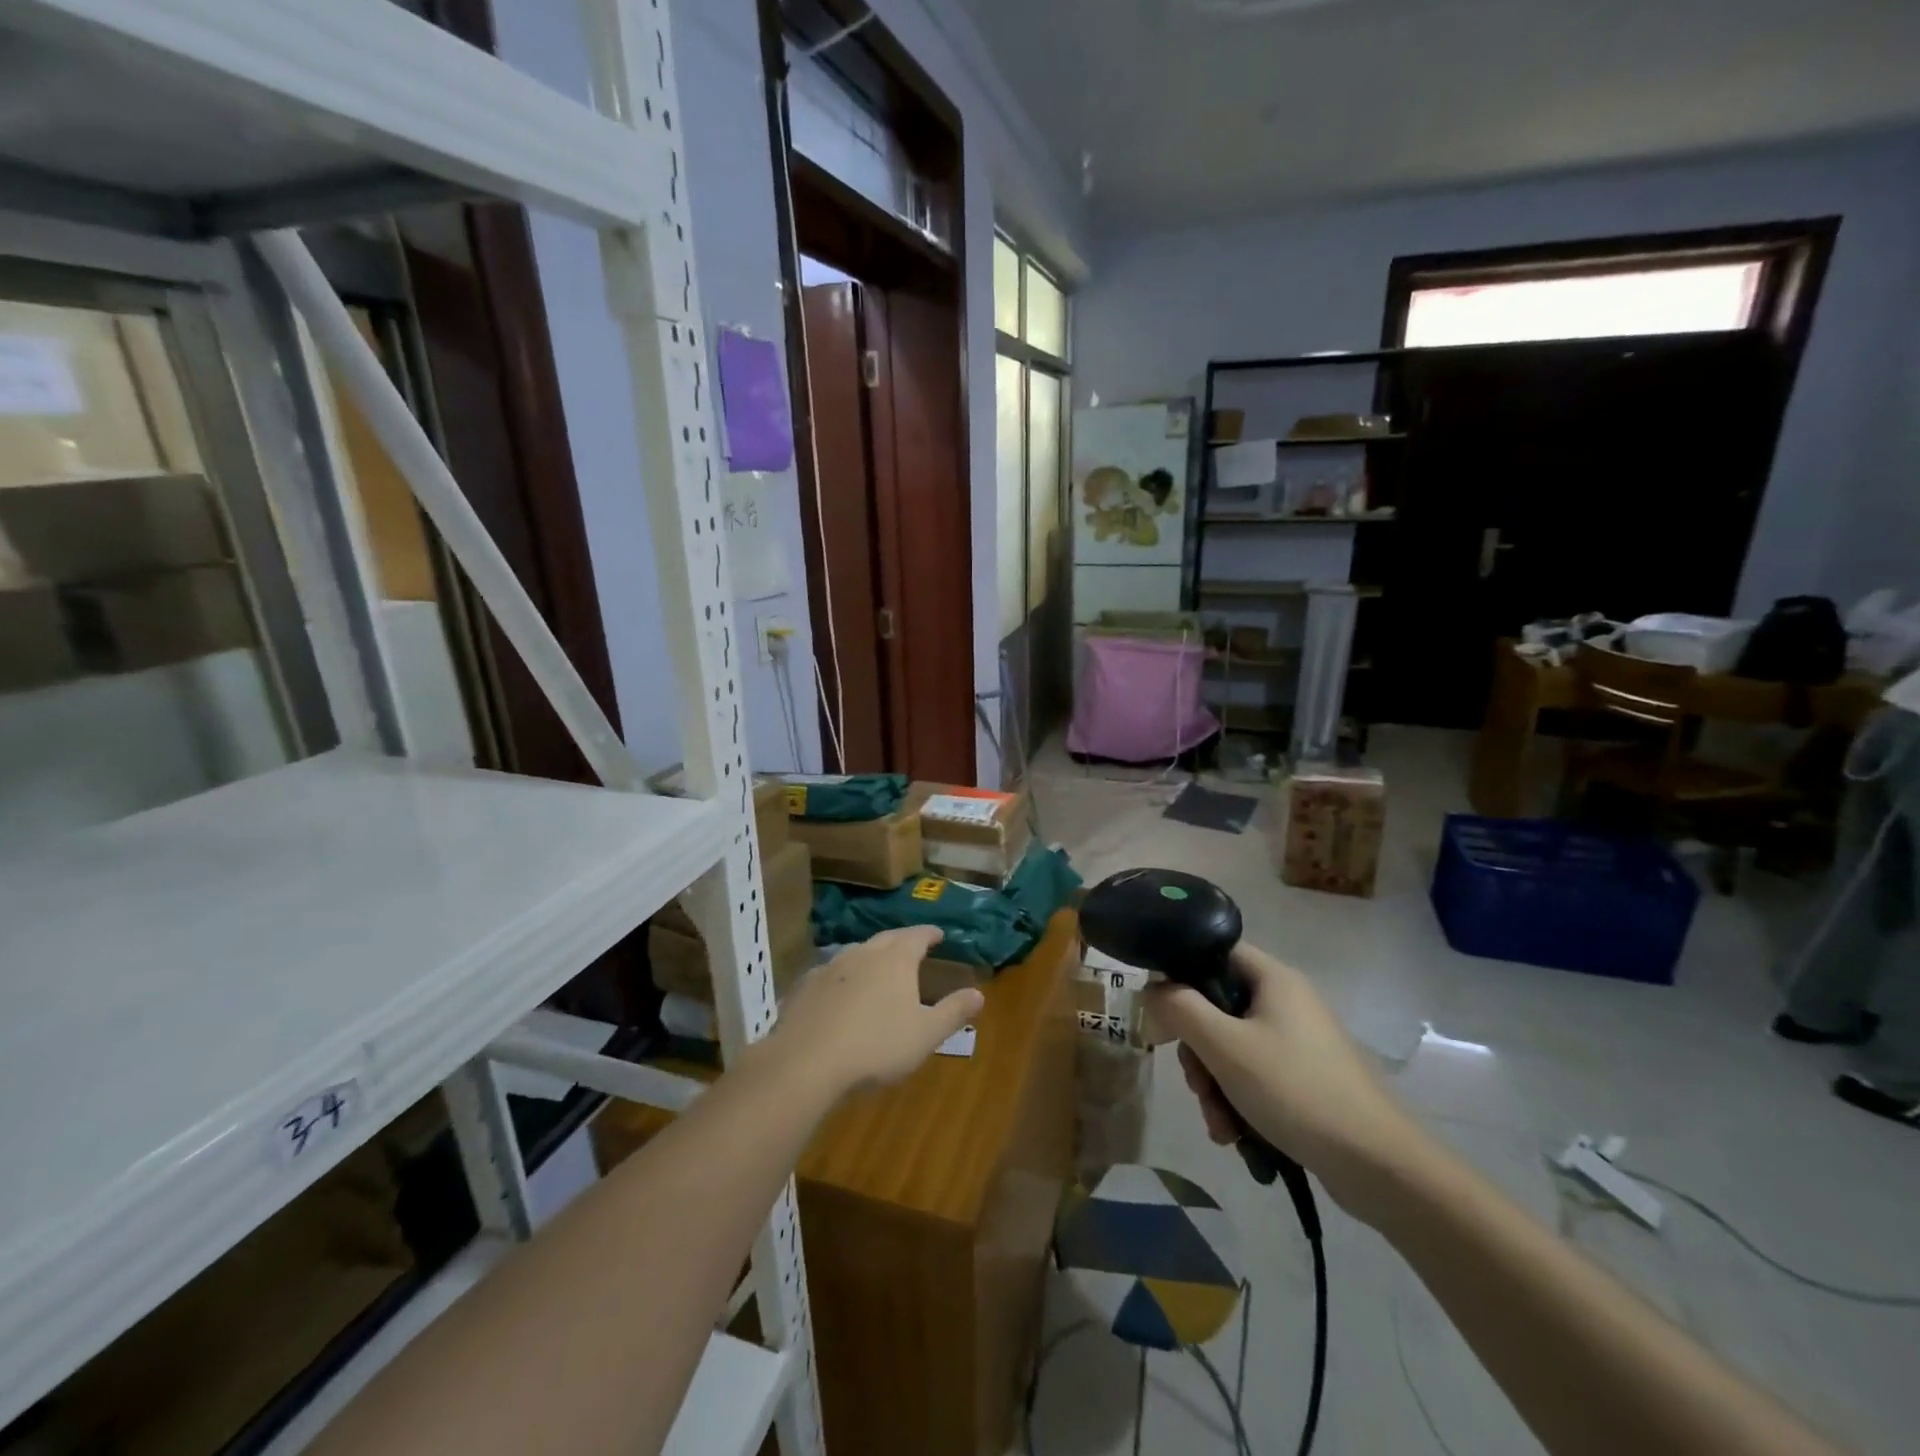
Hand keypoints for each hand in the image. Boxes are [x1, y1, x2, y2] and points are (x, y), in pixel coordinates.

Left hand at [764, 926, 983, 1097]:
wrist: (806, 1061)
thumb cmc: (876, 1046)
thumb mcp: (925, 1034)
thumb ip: (953, 1012)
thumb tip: (979, 993)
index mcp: (895, 960)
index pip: (917, 936)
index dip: (930, 934)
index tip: (939, 934)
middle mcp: (863, 953)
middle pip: (886, 939)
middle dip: (901, 940)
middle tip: (911, 945)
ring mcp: (829, 967)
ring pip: (855, 952)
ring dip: (869, 956)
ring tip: (876, 966)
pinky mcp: (803, 986)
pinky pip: (828, 974)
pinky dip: (840, 977)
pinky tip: (837, 992)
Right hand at [1142, 944, 1427, 1221]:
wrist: (1379, 1165)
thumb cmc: (1295, 1090)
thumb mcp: (1224, 1047)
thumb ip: (1180, 1009)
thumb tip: (1152, 988)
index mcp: (1273, 979)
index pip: (1215, 952)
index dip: (1182, 974)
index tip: (1163, 1012)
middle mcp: (1286, 1002)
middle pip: (1218, 1008)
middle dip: (1198, 1052)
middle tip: (1196, 1084)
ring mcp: (1298, 1043)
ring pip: (1232, 1048)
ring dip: (1215, 1085)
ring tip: (1219, 1125)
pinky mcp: (1306, 1079)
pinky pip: (1255, 1077)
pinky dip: (1239, 1101)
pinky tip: (1235, 1136)